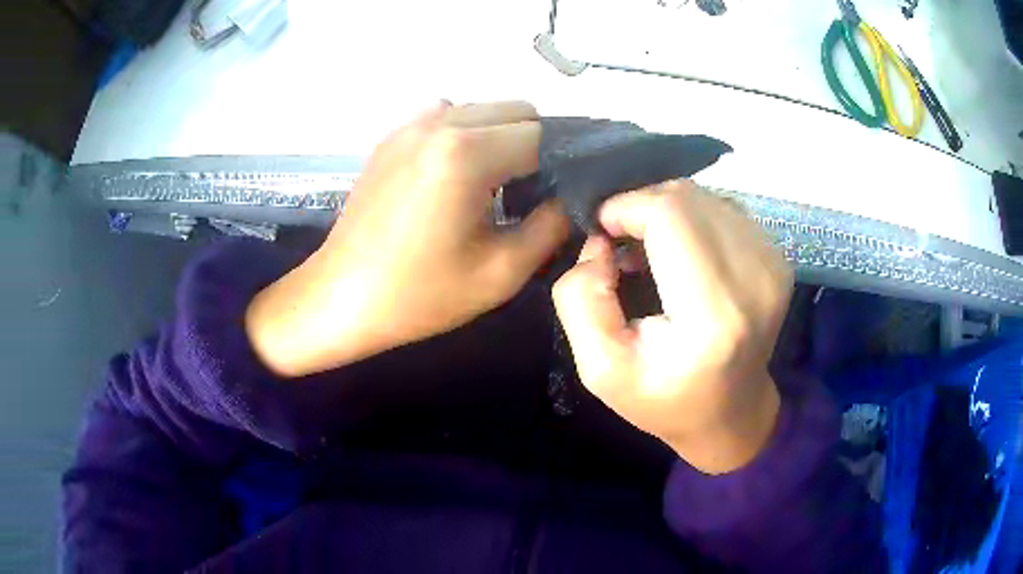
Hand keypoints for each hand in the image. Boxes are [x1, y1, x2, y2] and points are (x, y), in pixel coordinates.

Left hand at [247, 101, 568, 376]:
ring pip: (484, 110)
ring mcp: (411, 124)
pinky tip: (452, 178)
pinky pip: (449, 117)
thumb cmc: (419, 295)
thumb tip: (571, 197)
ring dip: (500, 138)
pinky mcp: (393, 135)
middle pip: (517, 110)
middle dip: (534, 146)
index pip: (543, 136)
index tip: (557, 199)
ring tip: (489, 186)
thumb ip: (551, 226)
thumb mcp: (501, 273)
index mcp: (465, 153)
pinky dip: (465, 136)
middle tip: (526, 195)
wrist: (341, 298)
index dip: (560, 166)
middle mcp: (440, 122)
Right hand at [552, 181, 792, 473]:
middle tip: (623, 243)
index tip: (603, 233)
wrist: (731, 415)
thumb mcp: (600, 370)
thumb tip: (600, 242)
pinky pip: (723, 209)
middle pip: (687, 197)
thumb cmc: (665, 400)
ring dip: (668, 213)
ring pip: (705, 197)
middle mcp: (754, 280)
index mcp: (713, 315)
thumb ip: (580, 300)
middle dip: (642, 207)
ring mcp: (773, 265)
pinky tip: (683, 252)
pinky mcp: (778, 259)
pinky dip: (694, 219)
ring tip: (652, 251)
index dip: (626, 208)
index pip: (671, 214)